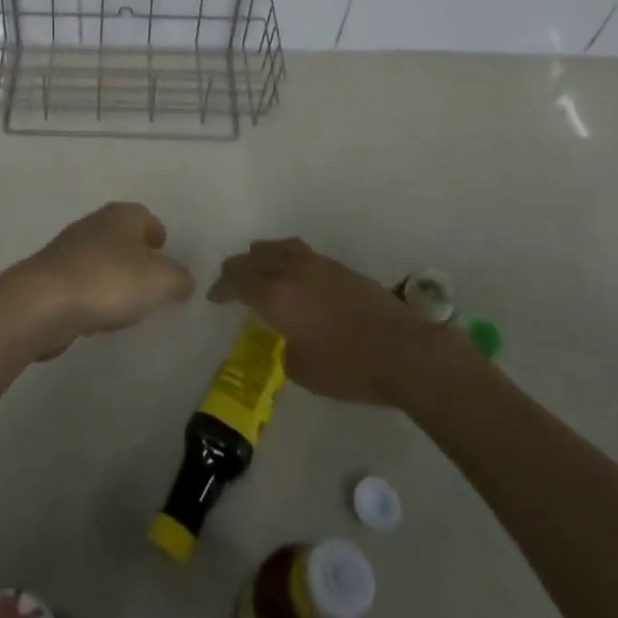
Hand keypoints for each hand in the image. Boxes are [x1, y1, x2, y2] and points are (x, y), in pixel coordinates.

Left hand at [0, 203, 194, 359]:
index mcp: (121, 215)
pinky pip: (83, 283)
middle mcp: (94, 224)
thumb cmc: (109, 281)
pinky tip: (100, 317)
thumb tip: (183, 281)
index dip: (157, 233)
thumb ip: (180, 279)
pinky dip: (94, 295)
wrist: (43, 303)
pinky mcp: (52, 277)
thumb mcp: (161, 281)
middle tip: (152, 281)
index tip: (165, 253)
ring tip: (129, 304)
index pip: (145, 215)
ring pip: (102, 259)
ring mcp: (69, 250)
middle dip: (137, 255)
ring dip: (115, 277)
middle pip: (122, 236)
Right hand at [210, 238, 453, 405]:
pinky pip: (300, 253)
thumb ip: (287, 349)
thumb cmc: (349, 367)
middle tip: (230, 280)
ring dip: (262, 256)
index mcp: (276, 295)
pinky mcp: (340, 267)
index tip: (214, 297)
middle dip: (238, 268)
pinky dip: (286, 258)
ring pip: (279, 247)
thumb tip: (291, 339)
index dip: (222, 288)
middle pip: (255, 258)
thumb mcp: (304, 370)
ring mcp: (319, 265)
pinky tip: (292, 273)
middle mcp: (292, 271)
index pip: (238, 282)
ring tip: (258, 266)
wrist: (404, 351)